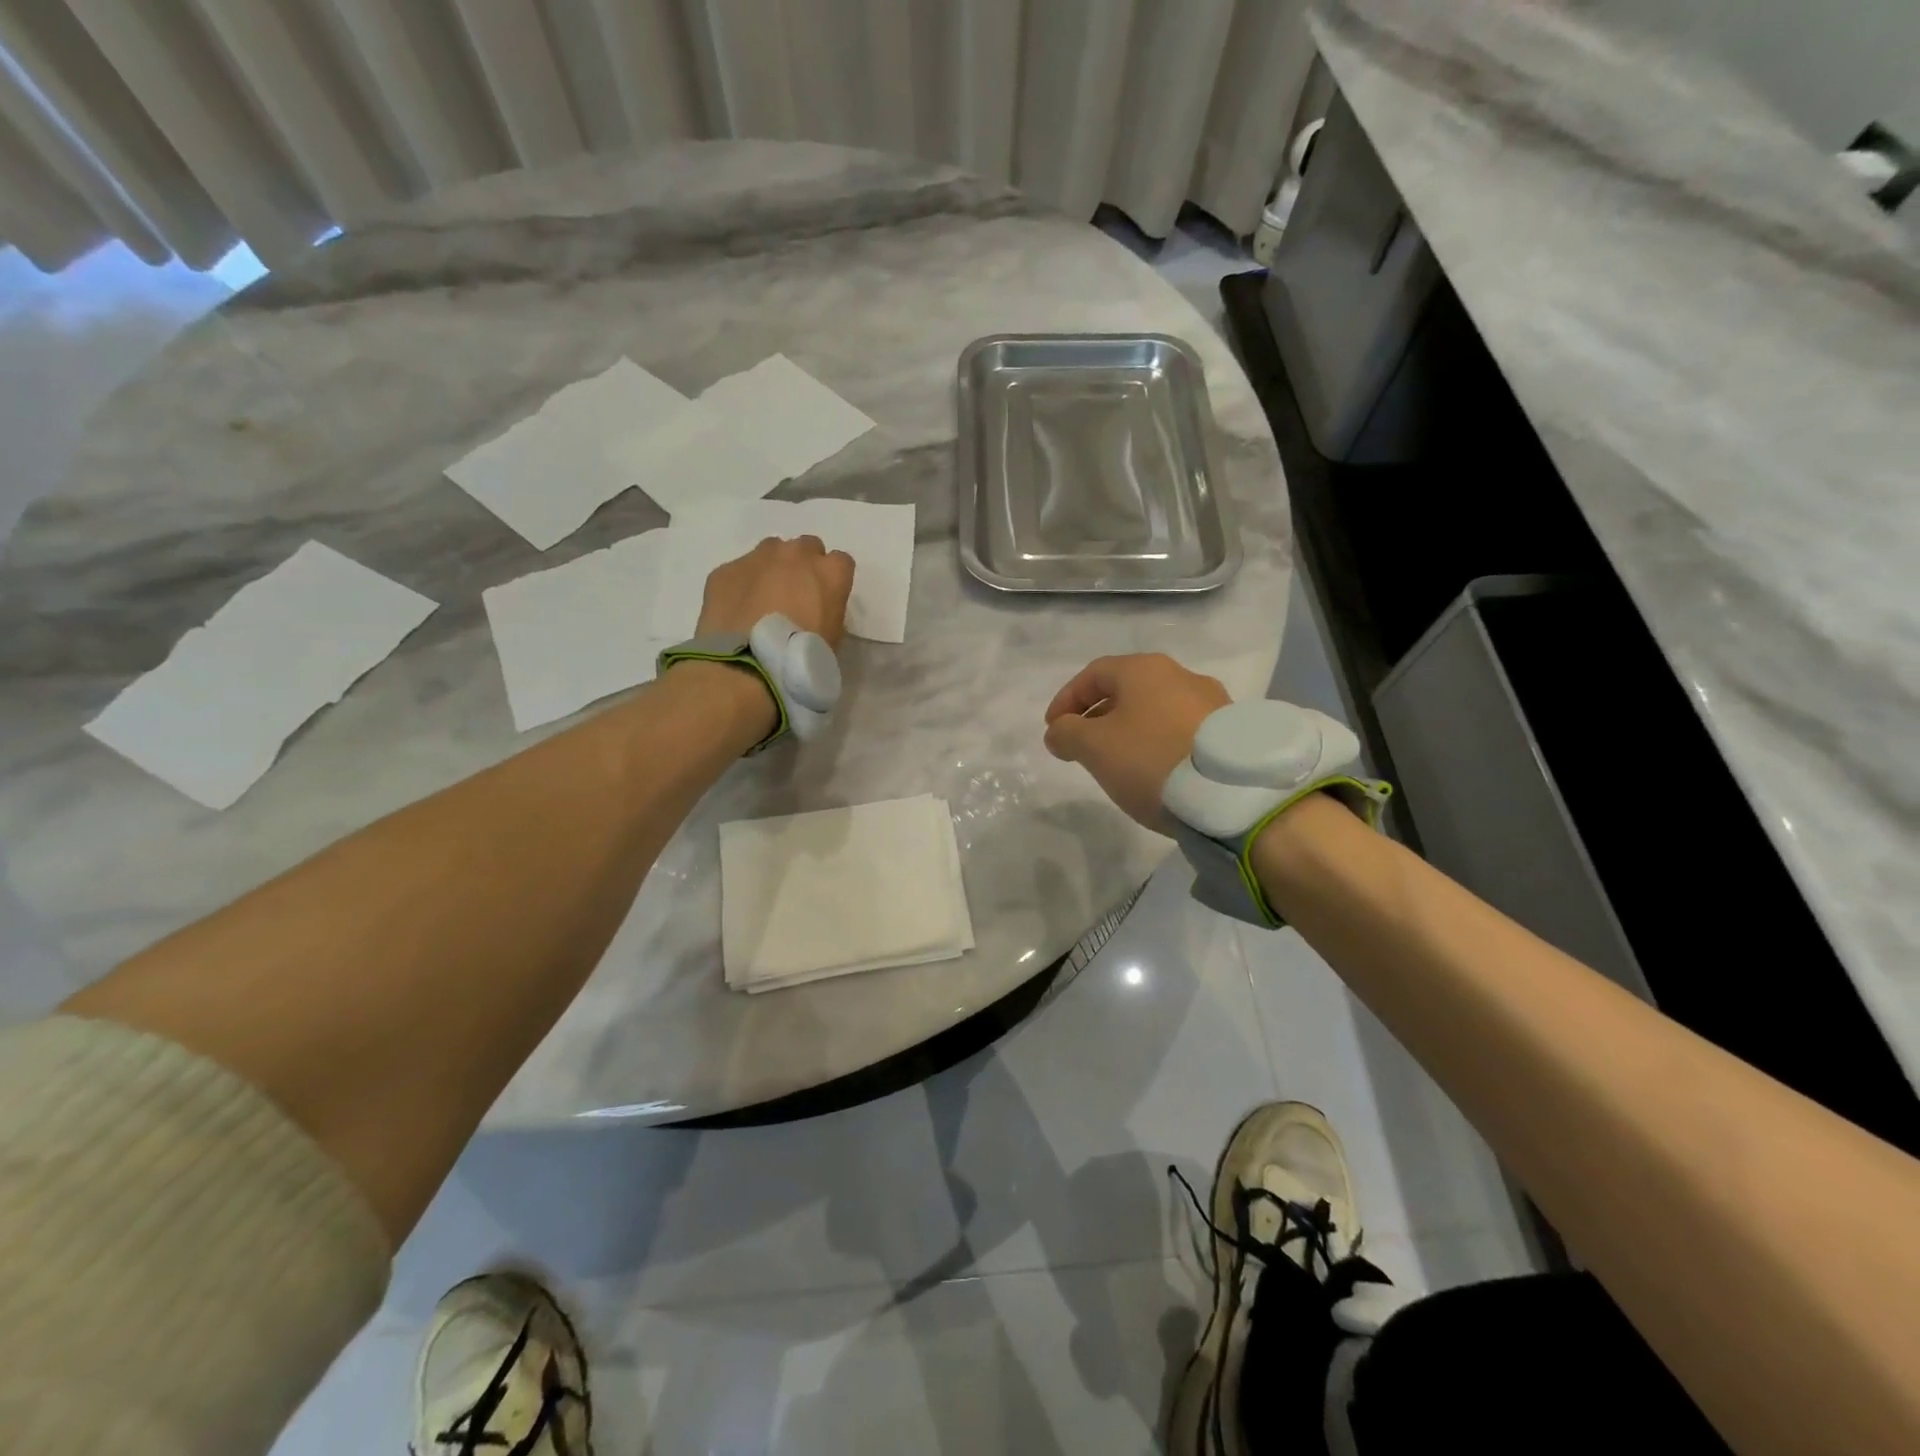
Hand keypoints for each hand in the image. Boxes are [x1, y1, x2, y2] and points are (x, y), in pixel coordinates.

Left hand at [696, 535, 855, 646]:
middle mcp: (796, 555)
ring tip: (763, 600)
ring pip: (771, 550)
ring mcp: (758, 558)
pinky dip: (741, 585)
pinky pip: (738, 571)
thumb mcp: (834, 638)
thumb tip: (814, 609)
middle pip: (805, 547)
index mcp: (831, 572)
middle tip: (794, 595)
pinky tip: (738, 611)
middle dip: (802, 565)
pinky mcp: (726, 570)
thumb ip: (829, 610)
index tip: (825, 598)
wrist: (749, 667)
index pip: (840, 561)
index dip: (832, 579)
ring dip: (772, 568)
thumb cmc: (803, 658)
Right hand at [1043, 654, 1230, 830]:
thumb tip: (1059, 731)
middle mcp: (1181, 675)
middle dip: (1097, 716)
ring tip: (1118, 762)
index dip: (1067, 700)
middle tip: (1081, 746)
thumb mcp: (1094, 747)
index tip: (1053, 729)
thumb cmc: (1151, 759)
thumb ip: (1066, 734)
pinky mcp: (1231, 732)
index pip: (1093, 674)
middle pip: (1127, 690)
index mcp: (1144, 669)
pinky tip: (1155, 769)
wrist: (1230, 793)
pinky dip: (1158, 743)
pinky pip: (1181, 730)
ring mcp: (1212, 702)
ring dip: (1129, 730)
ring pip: (1155, 710)